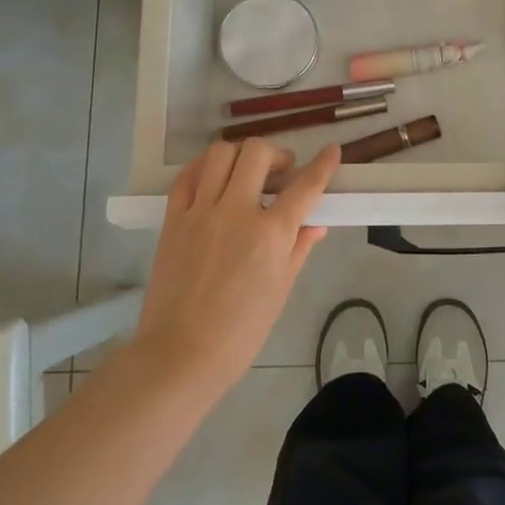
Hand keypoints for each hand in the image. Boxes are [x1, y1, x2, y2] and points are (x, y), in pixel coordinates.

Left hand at [132, 139, 339, 397]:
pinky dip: (205, 167)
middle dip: (277, 154)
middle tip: (281, 171)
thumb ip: (298, 249)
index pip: (305, 186)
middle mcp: (236, 212)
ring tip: (246, 173)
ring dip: (241, 155)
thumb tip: (315, 224)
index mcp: (271, 234)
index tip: (332, 151)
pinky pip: (187, 176)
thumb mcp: (280, 290)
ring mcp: (200, 212)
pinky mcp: (173, 219)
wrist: (181, 353)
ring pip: (220, 154)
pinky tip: (214, 177)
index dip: (323, 165)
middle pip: (257, 153)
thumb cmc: (240, 332)